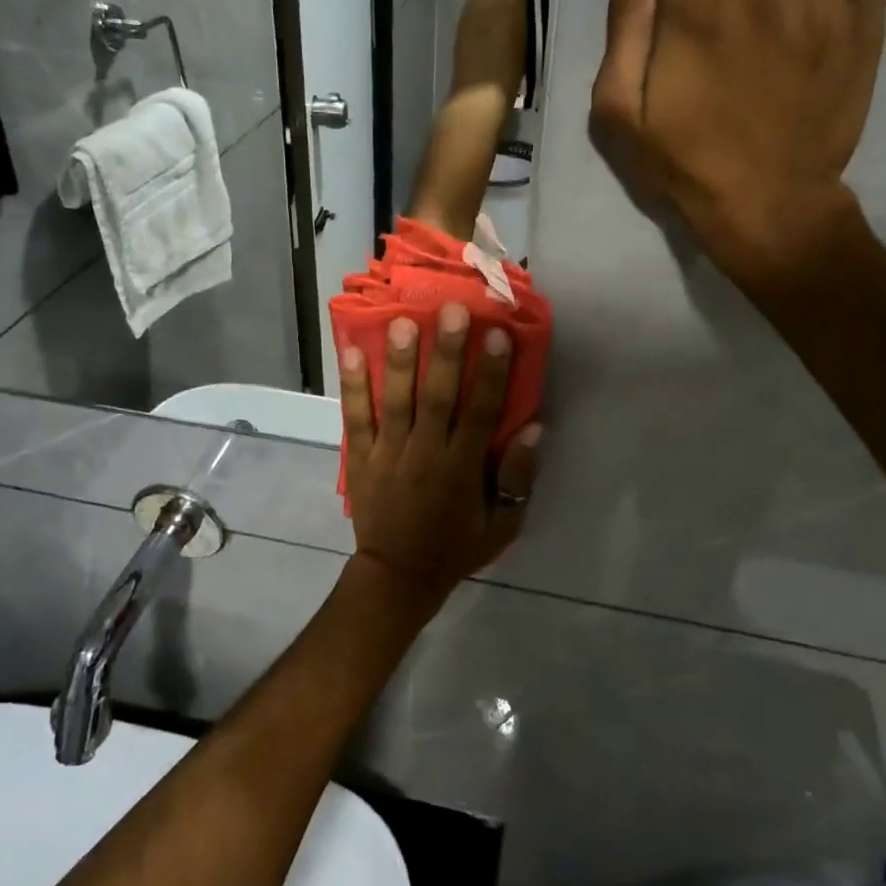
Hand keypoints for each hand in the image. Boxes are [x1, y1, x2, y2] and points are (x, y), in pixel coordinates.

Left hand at [339, 305, 540, 603]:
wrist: (398, 576)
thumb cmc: (456, 546)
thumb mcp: (503, 524)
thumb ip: (518, 477)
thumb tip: (534, 428)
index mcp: (462, 468)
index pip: (480, 412)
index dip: (490, 372)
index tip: (496, 333)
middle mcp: (425, 453)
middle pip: (437, 397)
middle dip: (445, 352)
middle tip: (450, 310)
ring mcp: (388, 454)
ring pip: (395, 401)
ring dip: (400, 361)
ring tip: (403, 321)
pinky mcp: (360, 458)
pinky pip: (355, 418)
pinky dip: (353, 387)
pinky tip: (352, 352)